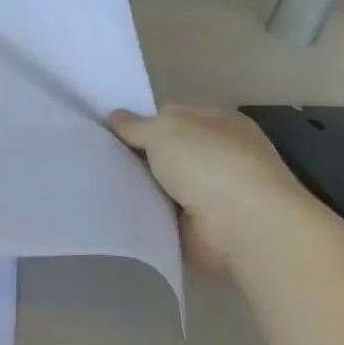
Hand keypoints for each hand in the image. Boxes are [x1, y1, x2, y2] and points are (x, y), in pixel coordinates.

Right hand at [108, 106, 309, 258]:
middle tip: (97, 156)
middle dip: (135, 154)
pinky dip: (144, 211)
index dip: (140, 122)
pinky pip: (161, 212)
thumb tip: (115, 118)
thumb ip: (135, 124)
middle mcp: (219, 155)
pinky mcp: (201, 225)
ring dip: (137, 184)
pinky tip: (117, 206)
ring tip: (98, 181)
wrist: (245, 228)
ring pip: (159, 181)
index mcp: (219, 123)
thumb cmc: (209, 164)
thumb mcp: (163, 129)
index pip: (171, 116)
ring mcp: (212, 192)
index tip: (109, 131)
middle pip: (163, 150)